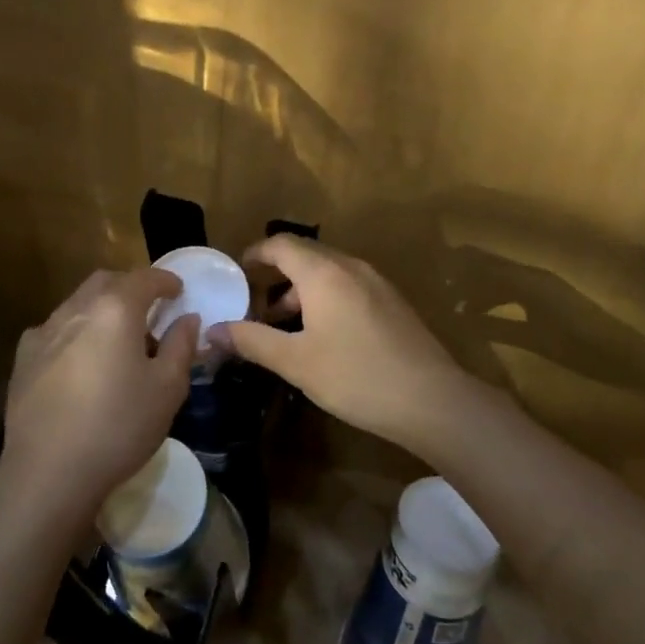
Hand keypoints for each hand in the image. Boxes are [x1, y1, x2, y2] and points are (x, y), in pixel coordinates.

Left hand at [0, 268, 198, 528]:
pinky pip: (55, 330)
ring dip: (102, 309)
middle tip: (149, 311)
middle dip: (131, 288)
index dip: (165, 280)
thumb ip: (181, 346)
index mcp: (115, 310)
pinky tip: (81, 362)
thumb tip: (187, 318)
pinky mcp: (23, 358)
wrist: (48, 472)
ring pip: (78, 303)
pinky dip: (76, 332)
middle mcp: (76, 309)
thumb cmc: (118, 427)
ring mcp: (44, 332)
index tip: (178, 290)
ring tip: (117, 340)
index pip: (145, 278)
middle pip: (106, 282)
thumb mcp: (168, 389)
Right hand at [211, 236, 466, 454]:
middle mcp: (350, 267)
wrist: (431, 399)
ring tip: (284, 325)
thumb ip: (252, 341)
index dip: (255, 254)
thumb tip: (213, 331)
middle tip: (254, 304)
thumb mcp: (295, 362)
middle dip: (276, 274)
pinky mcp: (392, 302)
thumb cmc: (355, 376)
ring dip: (301, 290)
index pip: (281, 244)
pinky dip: (325, 298)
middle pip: (304, 255)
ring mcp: (376, 282)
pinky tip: (321, 335)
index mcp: (323, 273)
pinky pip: (348, 285)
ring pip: (328, 272)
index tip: (236, 273)